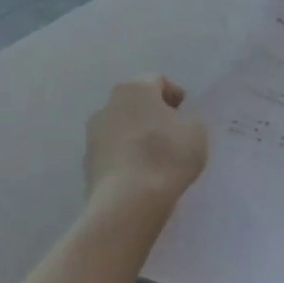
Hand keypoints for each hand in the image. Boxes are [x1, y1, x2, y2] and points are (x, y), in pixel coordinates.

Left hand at [84, 76, 207, 206]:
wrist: (128, 201)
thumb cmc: (166, 155)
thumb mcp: (196, 132)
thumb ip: (188, 121)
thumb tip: (177, 125)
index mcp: (135, 88)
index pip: (157, 81)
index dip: (175, 96)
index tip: (187, 115)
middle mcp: (108, 105)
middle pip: (136, 104)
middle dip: (153, 116)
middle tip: (173, 135)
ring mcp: (92, 135)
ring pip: (121, 129)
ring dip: (137, 138)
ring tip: (157, 160)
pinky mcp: (87, 164)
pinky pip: (113, 155)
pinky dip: (126, 160)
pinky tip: (141, 177)